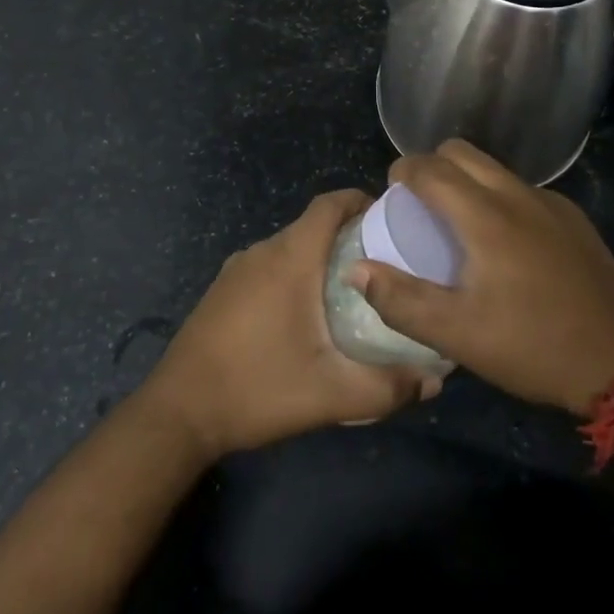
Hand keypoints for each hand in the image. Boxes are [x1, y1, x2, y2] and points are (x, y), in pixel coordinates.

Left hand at [140, 190, 438, 460]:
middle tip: (384, 265)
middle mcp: (262, 251)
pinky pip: (268, 266)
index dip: (361, 200)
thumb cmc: (257, 389)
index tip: (392, 218)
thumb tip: (435, 380)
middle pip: (313, 225)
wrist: (178, 413)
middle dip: (350, 235)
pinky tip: (306, 315)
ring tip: (352, 291)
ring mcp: (237, 269)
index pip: (330, 204)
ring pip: (290, 247)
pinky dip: (294, 273)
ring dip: (320, 257)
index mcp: (290, 258)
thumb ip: (387, 387)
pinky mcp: (222, 290)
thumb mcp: (331, 394)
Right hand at [352, 140, 613, 414]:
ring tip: (459, 224)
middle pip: (462, 152)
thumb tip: (356, 268)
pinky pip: (523, 190)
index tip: (392, 191)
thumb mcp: (456, 333)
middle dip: (433, 165)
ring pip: (495, 168)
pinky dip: (500, 199)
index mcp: (485, 216)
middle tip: (421, 204)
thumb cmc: (529, 345)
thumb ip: (400, 299)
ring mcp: (551, 202)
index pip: (431, 168)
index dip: (404, 170)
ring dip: (467, 180)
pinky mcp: (574, 217)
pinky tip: (507, 244)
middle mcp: (517, 195)